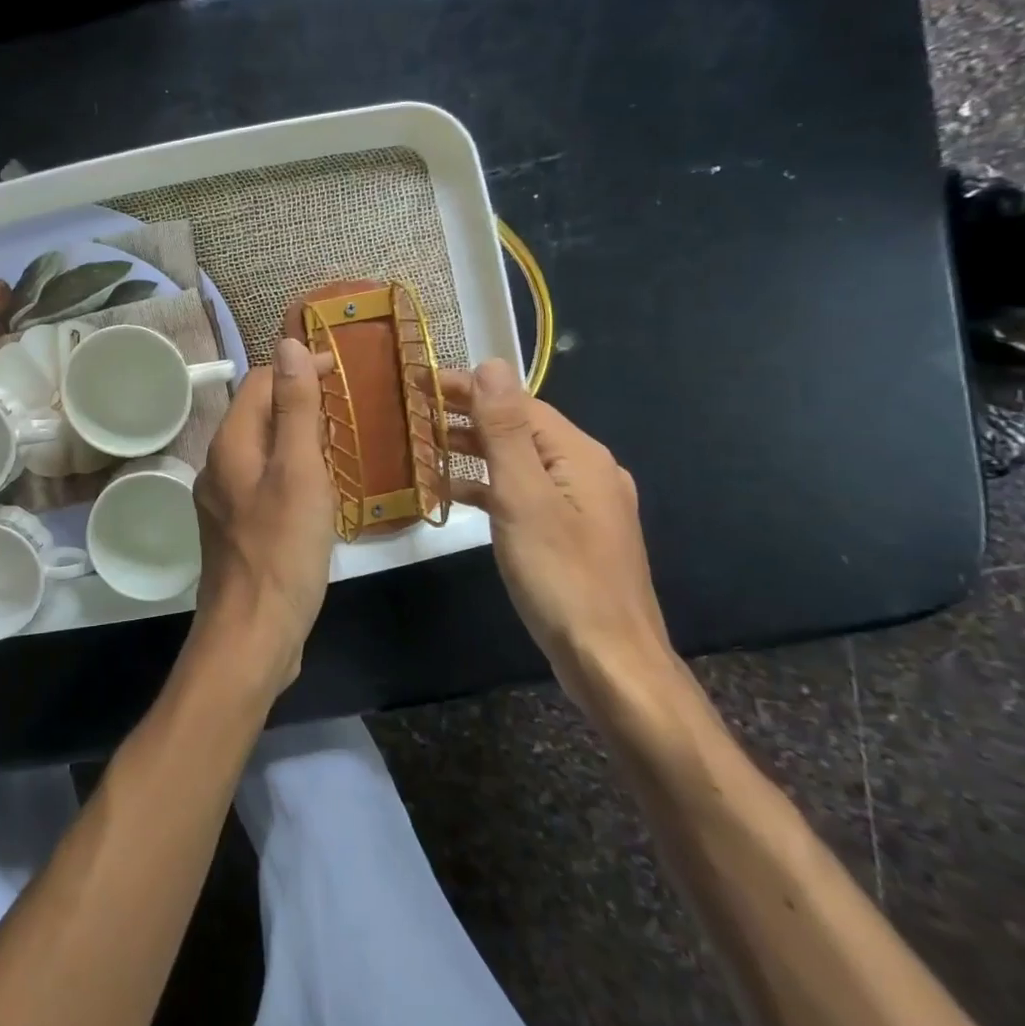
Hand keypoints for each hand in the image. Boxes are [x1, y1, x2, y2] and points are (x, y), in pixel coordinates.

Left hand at [186, 338, 338, 699]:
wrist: (253, 633)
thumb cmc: (282, 549)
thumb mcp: (299, 471)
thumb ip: (295, 408)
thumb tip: (287, 344)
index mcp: (230, 445)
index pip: (259, 383)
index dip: (298, 369)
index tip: (343, 373)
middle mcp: (218, 466)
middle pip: (258, 415)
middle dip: (299, 402)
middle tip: (350, 409)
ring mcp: (225, 501)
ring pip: (263, 451)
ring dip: (298, 439)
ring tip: (341, 445)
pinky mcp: (238, 530)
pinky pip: (265, 483)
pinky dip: (292, 473)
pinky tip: (320, 492)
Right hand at [442, 359, 675, 702]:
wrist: (610, 661)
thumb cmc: (561, 576)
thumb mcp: (524, 497)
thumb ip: (505, 430)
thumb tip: (492, 364)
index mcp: (580, 456)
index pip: (518, 403)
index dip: (470, 388)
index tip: (421, 382)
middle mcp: (586, 472)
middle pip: (520, 429)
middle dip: (468, 416)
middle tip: (414, 411)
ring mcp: (581, 506)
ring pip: (520, 463)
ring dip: (474, 452)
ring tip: (425, 448)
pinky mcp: (570, 535)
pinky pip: (523, 494)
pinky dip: (488, 488)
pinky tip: (455, 497)